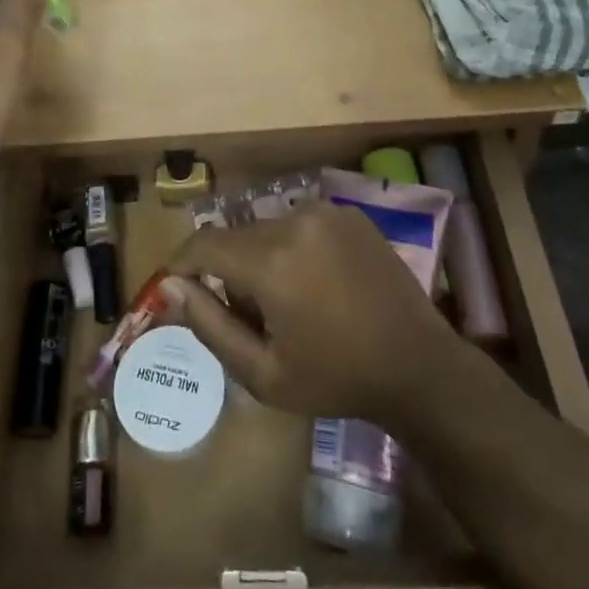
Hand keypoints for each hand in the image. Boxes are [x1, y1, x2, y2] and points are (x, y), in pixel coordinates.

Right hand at [159, 205, 462, 424]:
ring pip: (267, 228)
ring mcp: (325, 210)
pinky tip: (317, 283)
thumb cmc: (336, 378)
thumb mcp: (263, 373)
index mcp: (271, 261)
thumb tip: (170, 285)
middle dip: (228, 270)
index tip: (177, 288)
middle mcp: (294, 221)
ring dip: (262, 257)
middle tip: (247, 315)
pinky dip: (293, 246)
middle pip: (237, 237)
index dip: (182, 265)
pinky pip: (300, 223)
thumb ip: (210, 325)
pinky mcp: (348, 211)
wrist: (418, 365)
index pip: (203, 244)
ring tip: (287, 301)